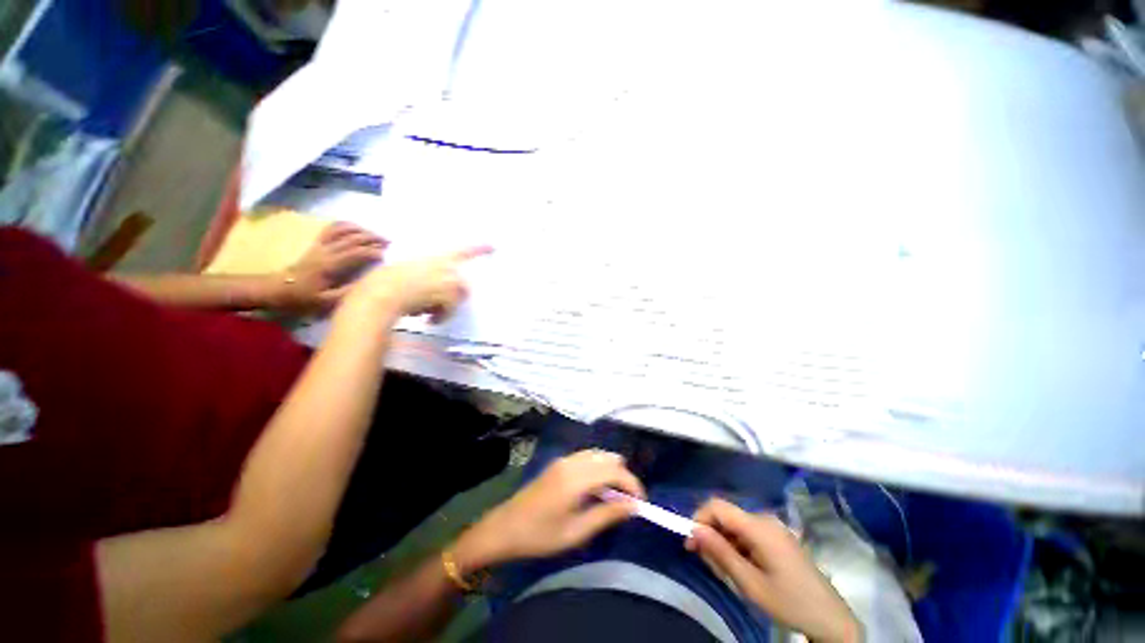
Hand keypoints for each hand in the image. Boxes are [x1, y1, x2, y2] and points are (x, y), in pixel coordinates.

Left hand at [281, 222, 386, 310]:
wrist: (278, 289)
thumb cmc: (304, 298)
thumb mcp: (326, 301)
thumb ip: (348, 292)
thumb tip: (368, 284)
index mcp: (330, 265)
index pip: (356, 253)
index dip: (373, 252)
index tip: (386, 255)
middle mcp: (326, 251)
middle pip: (352, 238)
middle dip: (372, 238)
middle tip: (388, 242)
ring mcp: (320, 245)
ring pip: (342, 230)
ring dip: (361, 230)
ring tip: (375, 235)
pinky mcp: (317, 244)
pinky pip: (332, 229)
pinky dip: (346, 226)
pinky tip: (357, 229)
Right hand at [353, 246, 492, 321]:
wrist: (380, 294)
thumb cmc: (386, 283)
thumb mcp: (408, 271)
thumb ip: (427, 275)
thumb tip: (437, 293)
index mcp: (436, 257)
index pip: (463, 250)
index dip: (480, 248)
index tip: (493, 246)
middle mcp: (446, 265)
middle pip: (462, 286)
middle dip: (452, 299)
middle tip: (434, 308)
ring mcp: (448, 278)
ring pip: (456, 298)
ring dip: (445, 309)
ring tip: (428, 314)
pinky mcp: (449, 293)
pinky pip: (452, 308)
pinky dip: (442, 317)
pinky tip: (430, 320)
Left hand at [454, 450, 645, 569]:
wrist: (504, 528)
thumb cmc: (540, 535)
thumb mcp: (576, 532)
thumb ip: (607, 515)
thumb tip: (633, 506)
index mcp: (577, 477)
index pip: (615, 470)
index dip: (633, 484)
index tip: (641, 503)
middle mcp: (572, 461)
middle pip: (608, 458)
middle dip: (623, 477)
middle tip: (626, 502)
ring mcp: (564, 459)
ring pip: (598, 455)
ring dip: (610, 471)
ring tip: (613, 497)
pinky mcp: (558, 463)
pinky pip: (586, 458)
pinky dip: (598, 468)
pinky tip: (595, 489)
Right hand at [688, 499, 861, 642]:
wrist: (831, 619)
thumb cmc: (790, 602)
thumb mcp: (750, 583)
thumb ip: (720, 553)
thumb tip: (694, 529)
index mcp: (759, 527)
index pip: (717, 506)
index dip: (699, 518)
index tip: (691, 544)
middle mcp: (765, 519)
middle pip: (725, 516)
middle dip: (711, 536)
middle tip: (710, 566)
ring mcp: (773, 528)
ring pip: (735, 526)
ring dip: (724, 545)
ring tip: (728, 574)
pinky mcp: (777, 537)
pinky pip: (747, 533)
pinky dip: (737, 548)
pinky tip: (743, 570)